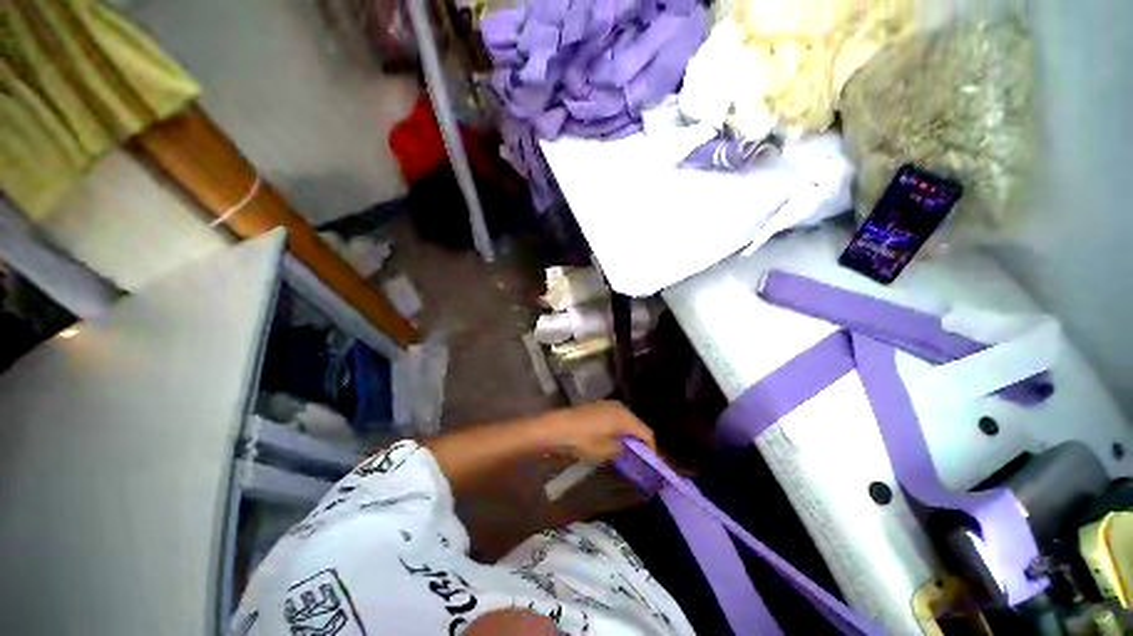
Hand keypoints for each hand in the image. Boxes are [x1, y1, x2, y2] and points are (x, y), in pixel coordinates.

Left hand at [542, 401, 655, 462]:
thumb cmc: (583, 440)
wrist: (558, 427)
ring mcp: (607, 404)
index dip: (651, 448)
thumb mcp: (605, 451)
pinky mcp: (597, 405)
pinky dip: (617, 427)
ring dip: (627, 434)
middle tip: (637, 457)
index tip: (649, 463)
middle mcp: (619, 407)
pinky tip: (610, 438)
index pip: (646, 433)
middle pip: (637, 424)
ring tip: (624, 450)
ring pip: (625, 420)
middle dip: (639, 440)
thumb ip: (622, 451)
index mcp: (624, 417)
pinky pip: (614, 417)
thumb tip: (629, 450)